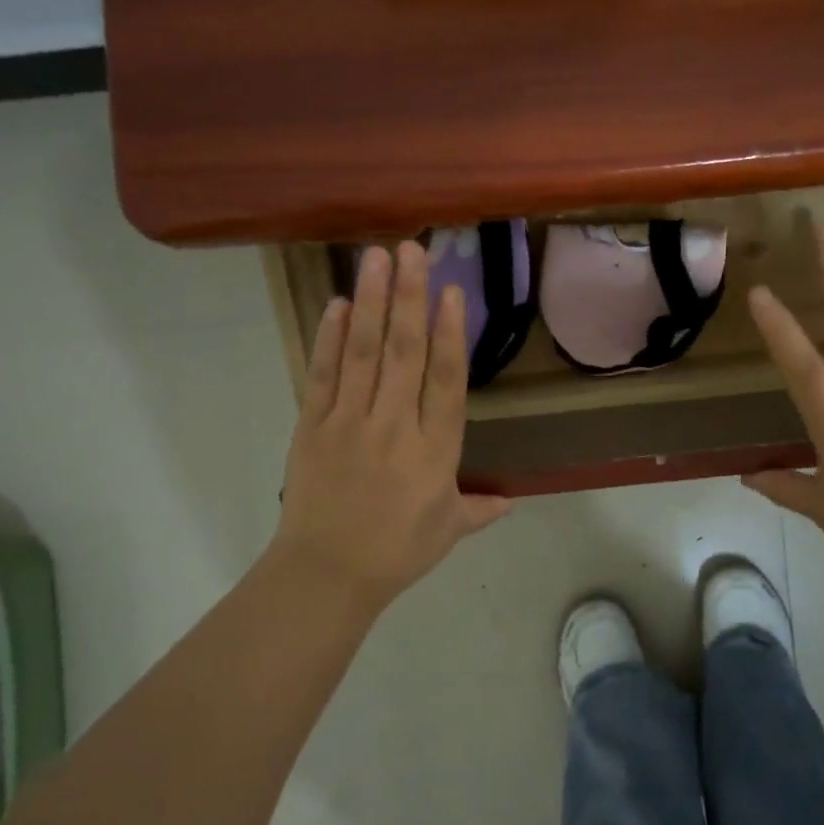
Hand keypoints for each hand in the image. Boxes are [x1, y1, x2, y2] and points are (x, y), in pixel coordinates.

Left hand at [271, 241, 511, 619]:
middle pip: (403, 353)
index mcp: (435, 450)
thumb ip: (479, 508)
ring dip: (370, 302)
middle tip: (412, 250)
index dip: (449, 333)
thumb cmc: (396, 552)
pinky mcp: (313, 426)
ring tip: (375, 258)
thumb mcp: (447, 531)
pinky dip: (329, 338)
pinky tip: (336, 304)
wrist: (325, 574)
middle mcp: (395, 426)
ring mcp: (350, 422)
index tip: (450, 291)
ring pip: (363, 353)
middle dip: (408, 297)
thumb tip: (510, 501)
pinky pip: (323, 375)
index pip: (446, 380)